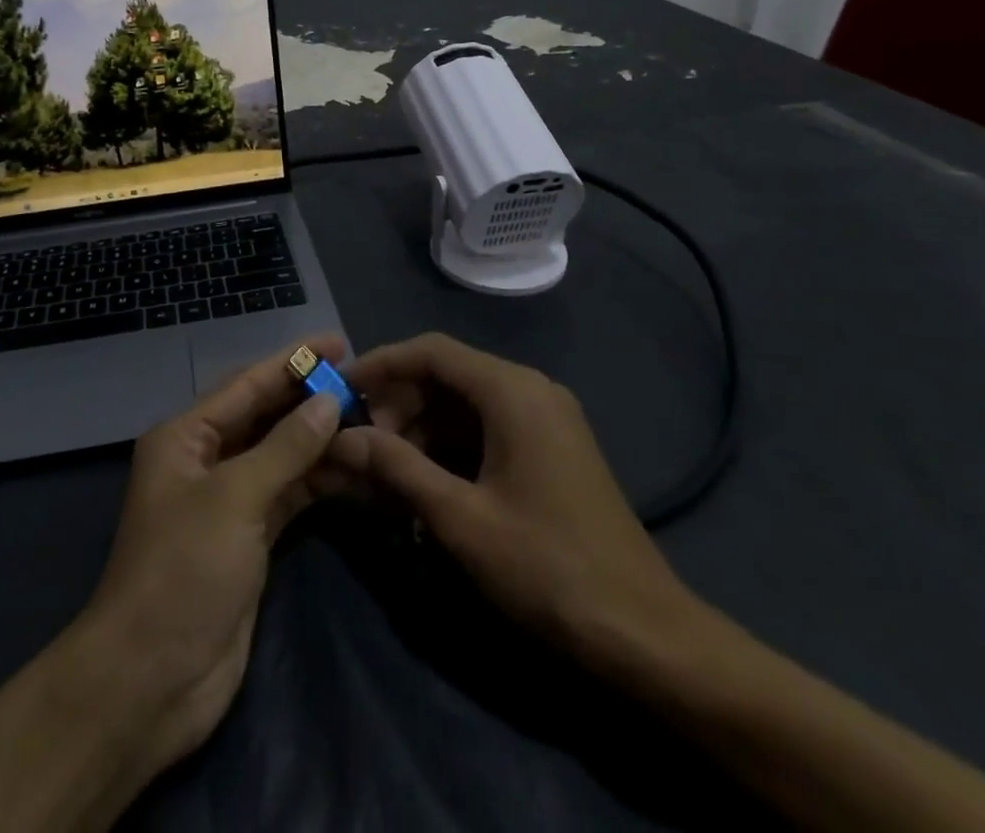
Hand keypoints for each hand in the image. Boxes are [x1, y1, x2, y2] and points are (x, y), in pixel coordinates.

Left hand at [72, 339, 346, 777]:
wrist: (151, 680)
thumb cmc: (183, 570)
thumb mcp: (234, 498)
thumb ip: (285, 447)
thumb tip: (329, 401)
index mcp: (186, 436)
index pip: (247, 384)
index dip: (293, 361)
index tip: (338, 342)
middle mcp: (206, 459)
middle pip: (266, 417)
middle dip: (311, 399)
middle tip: (365, 381)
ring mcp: (229, 501)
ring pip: (282, 456)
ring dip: (322, 441)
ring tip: (374, 422)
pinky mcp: (250, 538)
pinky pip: (290, 495)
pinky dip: (320, 482)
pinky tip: (358, 470)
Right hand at [327, 333, 703, 673]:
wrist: (644, 633)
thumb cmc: (547, 566)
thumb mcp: (460, 518)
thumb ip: (396, 467)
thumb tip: (341, 438)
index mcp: (511, 390)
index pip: (431, 351)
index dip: (381, 364)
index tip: (340, 389)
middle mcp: (530, 389)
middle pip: (447, 375)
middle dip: (399, 403)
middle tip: (363, 444)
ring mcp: (545, 419)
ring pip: (465, 404)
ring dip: (422, 428)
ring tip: (387, 470)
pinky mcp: (551, 448)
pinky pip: (487, 428)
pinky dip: (451, 447)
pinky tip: (426, 483)